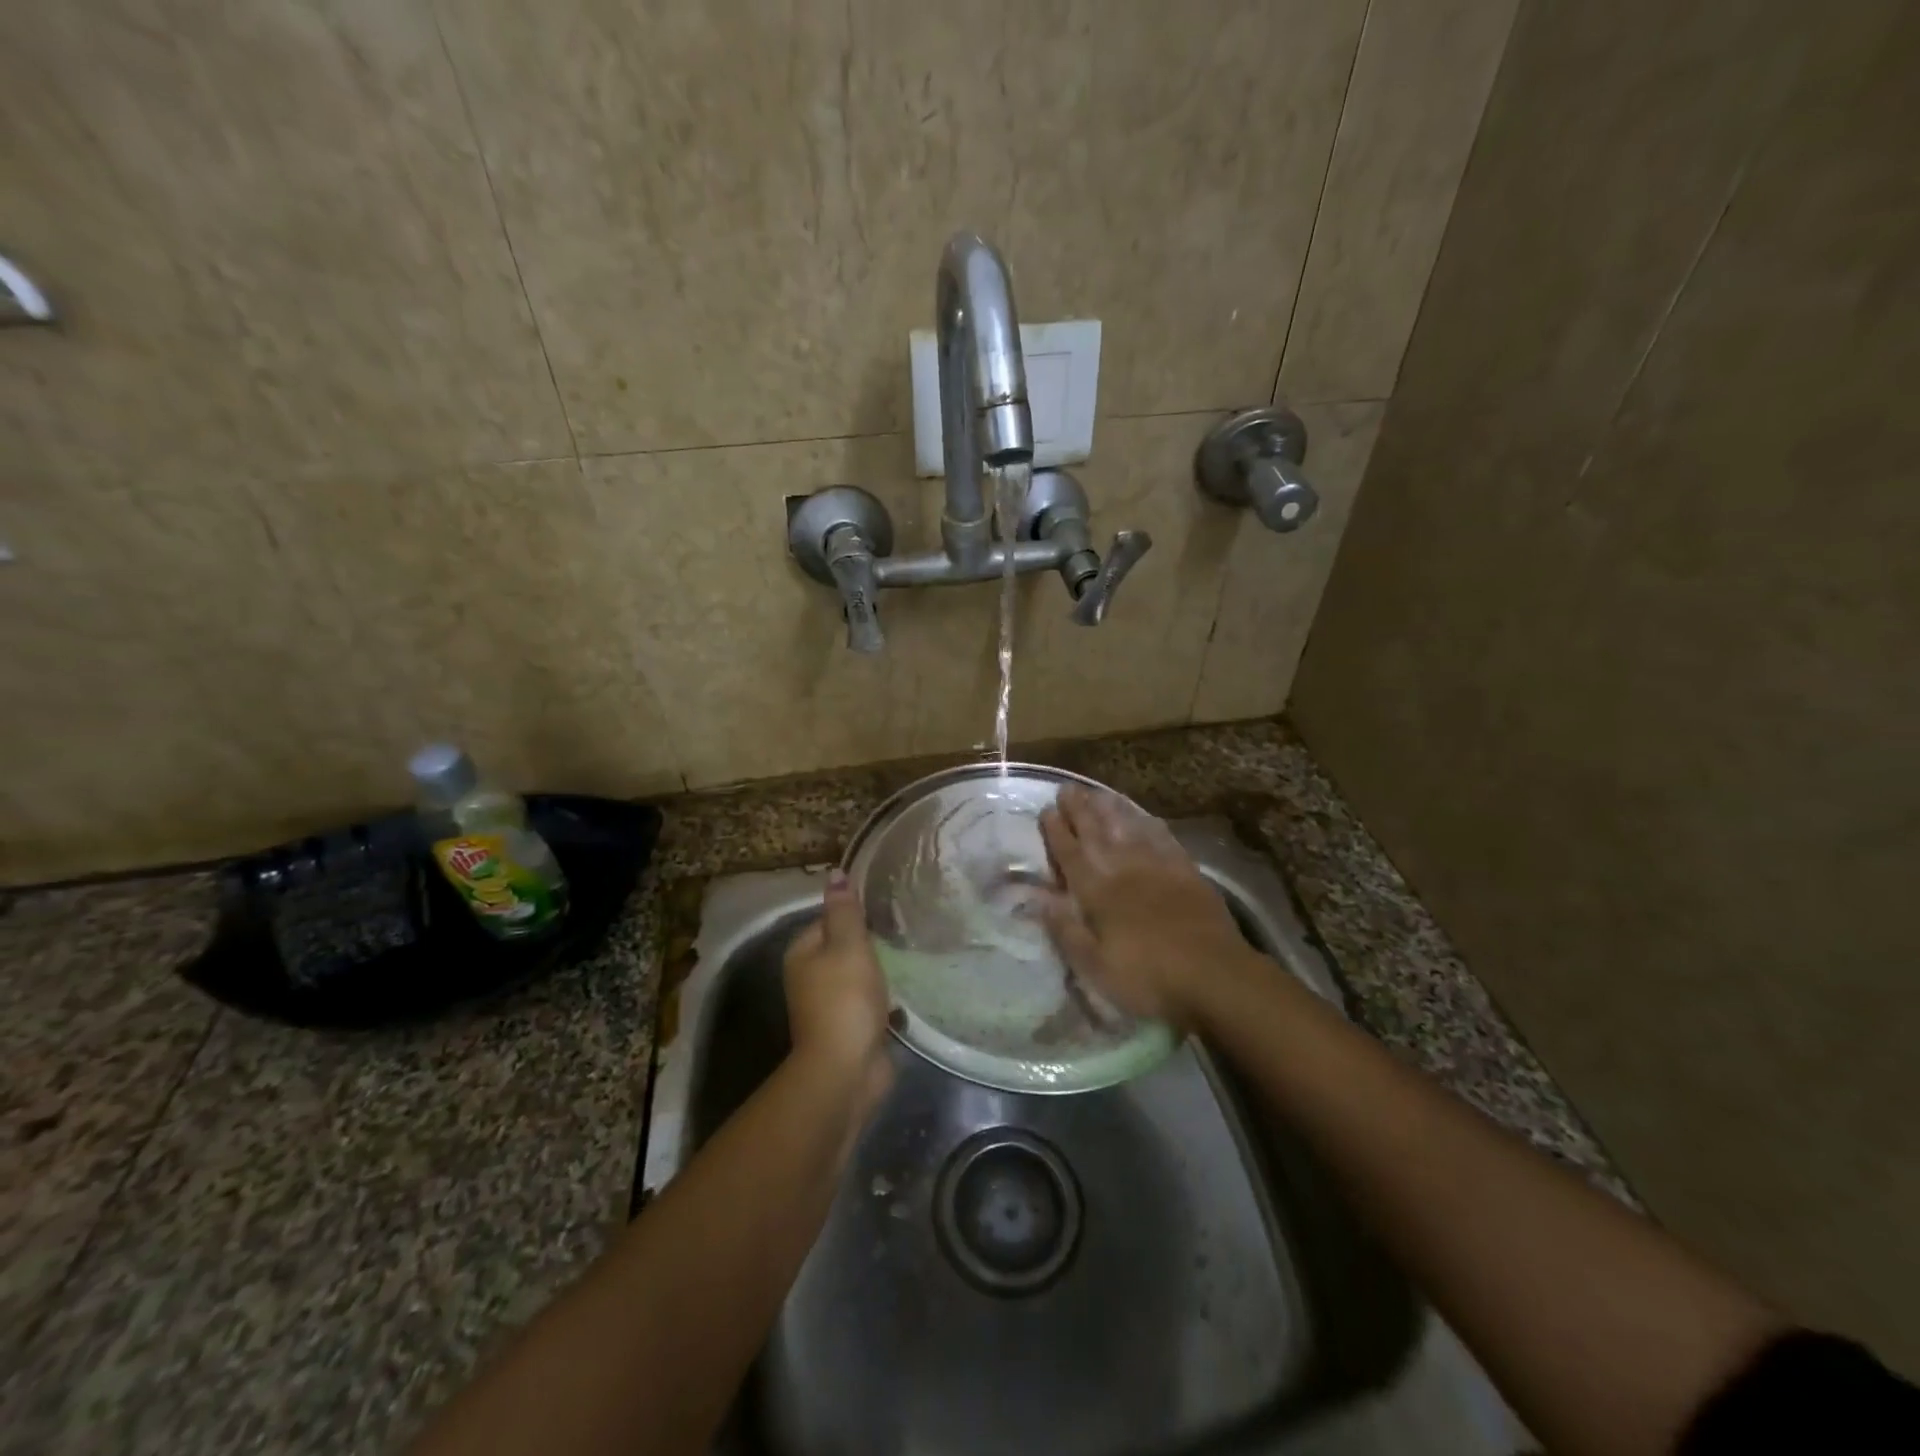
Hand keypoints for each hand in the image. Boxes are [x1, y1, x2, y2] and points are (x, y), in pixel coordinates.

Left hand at [783, 869, 894, 1100]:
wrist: (846, 1070)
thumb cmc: (845, 998)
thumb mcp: (848, 944)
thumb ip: (844, 910)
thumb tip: (835, 873)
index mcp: (802, 953)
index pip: (829, 920)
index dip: (854, 915)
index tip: (884, 912)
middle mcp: (808, 978)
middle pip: (843, 949)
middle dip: (868, 945)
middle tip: (901, 934)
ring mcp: (827, 1006)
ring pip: (856, 977)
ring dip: (878, 973)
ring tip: (906, 960)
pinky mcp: (848, 1029)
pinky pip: (867, 1004)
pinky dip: (882, 1000)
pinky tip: (903, 996)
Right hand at [1036, 786, 1249, 1029]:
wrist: (1214, 975)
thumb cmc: (1148, 977)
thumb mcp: (1095, 966)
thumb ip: (1065, 929)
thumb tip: (1036, 898)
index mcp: (1096, 891)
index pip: (1070, 853)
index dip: (1056, 831)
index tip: (1047, 810)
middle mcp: (1123, 868)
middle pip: (1097, 832)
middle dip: (1079, 809)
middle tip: (1067, 788)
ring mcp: (1157, 865)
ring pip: (1128, 827)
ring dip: (1110, 808)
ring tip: (1097, 792)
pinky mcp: (1186, 870)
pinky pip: (1163, 837)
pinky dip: (1149, 823)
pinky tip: (1144, 817)